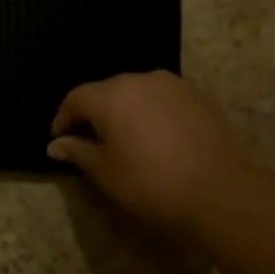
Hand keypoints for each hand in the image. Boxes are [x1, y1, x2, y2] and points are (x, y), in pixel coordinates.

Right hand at [48, 72, 245, 244]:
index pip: (75, 99)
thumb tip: (56, 144)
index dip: (63, 119)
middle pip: (107, 92)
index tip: (60, 140)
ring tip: (126, 140)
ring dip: (127, 112)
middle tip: (91, 141)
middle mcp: (141, 80)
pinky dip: (154, 114)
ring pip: (139, 93)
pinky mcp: (200, 98)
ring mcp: (174, 86)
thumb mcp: (104, 172)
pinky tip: (158, 140)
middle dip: (95, 113)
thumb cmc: (149, 184)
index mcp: (110, 96)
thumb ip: (78, 152)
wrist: (218, 193)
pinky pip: (165, 101)